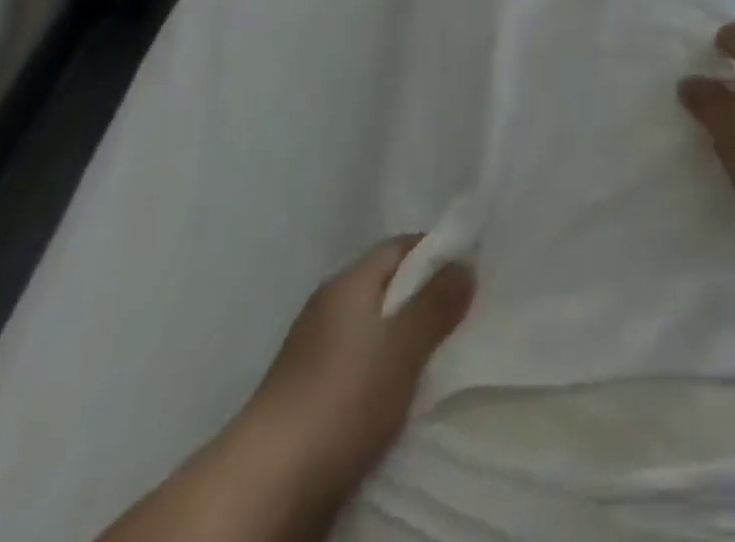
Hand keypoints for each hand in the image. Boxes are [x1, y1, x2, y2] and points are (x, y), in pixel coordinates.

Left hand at [246, 234, 473, 497]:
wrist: (264, 487)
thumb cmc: (341, 397)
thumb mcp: (403, 346)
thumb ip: (437, 303)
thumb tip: (465, 263)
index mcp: (349, 281)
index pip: (402, 246)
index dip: (438, 253)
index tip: (470, 275)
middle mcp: (329, 306)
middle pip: (388, 287)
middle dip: (426, 299)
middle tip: (465, 318)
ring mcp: (314, 352)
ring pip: (374, 330)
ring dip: (405, 341)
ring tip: (441, 360)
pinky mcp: (308, 394)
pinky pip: (359, 366)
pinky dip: (383, 373)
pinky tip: (402, 396)